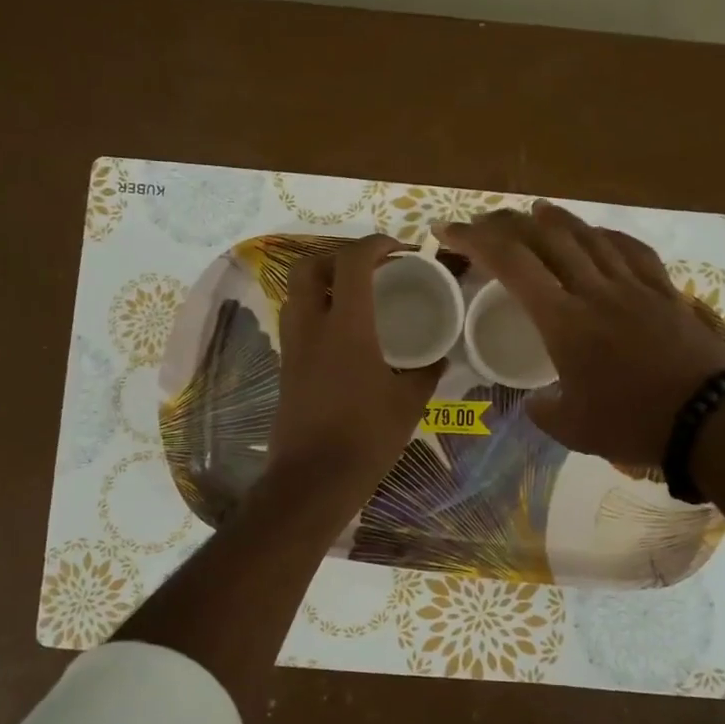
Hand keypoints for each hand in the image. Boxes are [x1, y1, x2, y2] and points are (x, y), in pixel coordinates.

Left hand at [264, 234, 443, 503]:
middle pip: (309, 265)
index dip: (375, 244)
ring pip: (297, 291)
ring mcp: (293, 345)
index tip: (399, 249)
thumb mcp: (408, 403)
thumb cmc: (366, 438)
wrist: (313, 479)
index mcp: (346, 327)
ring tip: (357, 296)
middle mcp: (312, 326)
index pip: (352, 261)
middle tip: (370, 269)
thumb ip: (426, 373)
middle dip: (338, 256)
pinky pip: (297, 318)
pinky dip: (318, 308)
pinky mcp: (286, 365)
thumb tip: (439, 358)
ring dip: (324, 281)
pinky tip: (344, 331)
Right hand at [438, 202, 724, 468]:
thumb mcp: (574, 429)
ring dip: (556, 220)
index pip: (511, 264)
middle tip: (487, 222)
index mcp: (564, 320)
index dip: (474, 240)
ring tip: (537, 211)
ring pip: (589, 236)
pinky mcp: (665, 291)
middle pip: (546, 237)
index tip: (447, 231)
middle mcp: (595, 290)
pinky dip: (607, 236)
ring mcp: (634, 286)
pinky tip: (600, 235)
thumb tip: (536, 401)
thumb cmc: (634, 424)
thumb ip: (544, 411)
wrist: (712, 419)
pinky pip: (632, 251)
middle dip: (509, 222)